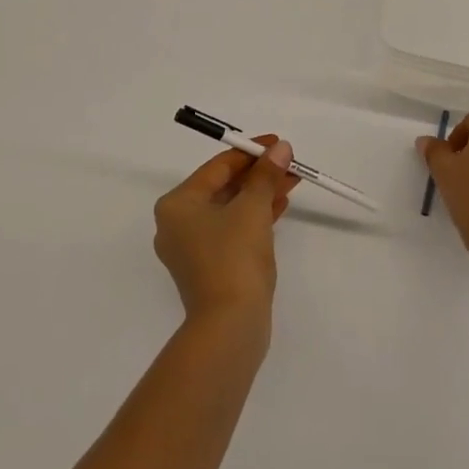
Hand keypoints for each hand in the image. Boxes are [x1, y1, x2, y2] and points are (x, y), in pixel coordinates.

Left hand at [154, 137, 297, 324]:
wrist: (230, 325)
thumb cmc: (234, 256)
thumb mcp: (253, 208)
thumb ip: (266, 175)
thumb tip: (281, 148)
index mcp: (177, 204)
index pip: (218, 167)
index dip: (251, 152)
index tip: (279, 144)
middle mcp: (177, 224)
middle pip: (223, 187)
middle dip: (258, 174)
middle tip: (289, 164)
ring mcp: (192, 248)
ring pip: (230, 209)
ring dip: (260, 194)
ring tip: (291, 182)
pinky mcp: (209, 267)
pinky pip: (232, 230)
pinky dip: (254, 217)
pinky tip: (279, 207)